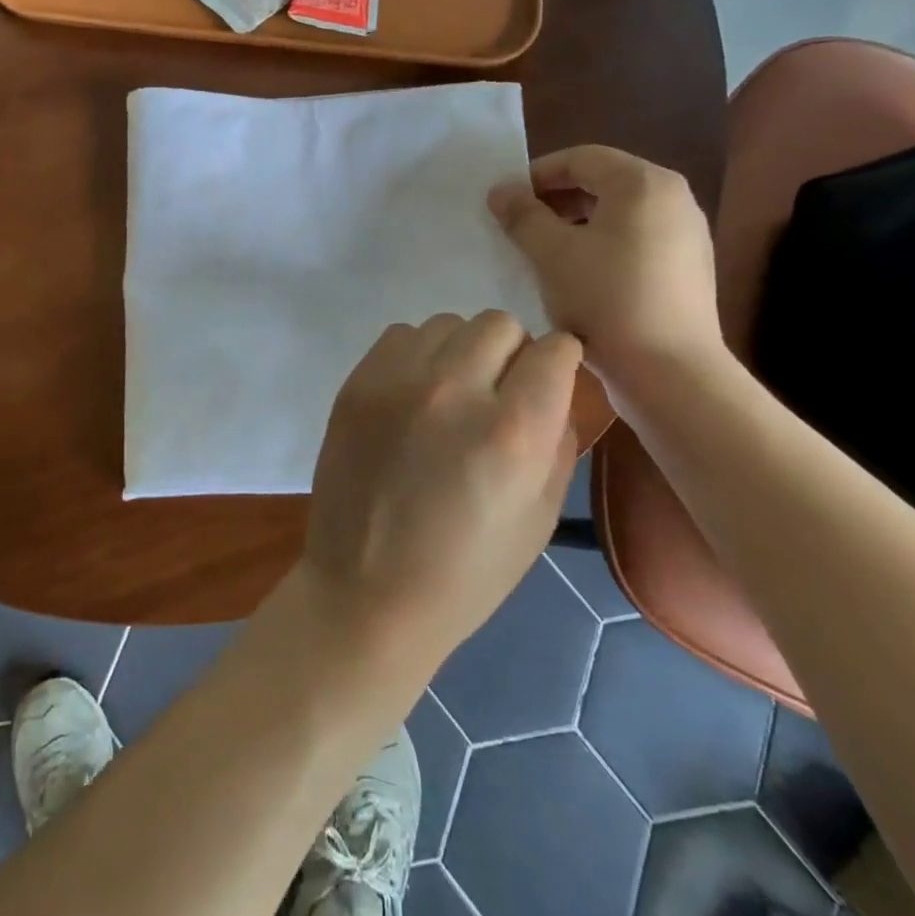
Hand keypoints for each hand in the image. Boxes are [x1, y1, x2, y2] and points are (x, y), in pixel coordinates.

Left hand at [302, 311, 580, 664]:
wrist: (368, 592)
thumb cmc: (467, 571)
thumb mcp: (541, 515)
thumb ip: (558, 436)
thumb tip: (554, 385)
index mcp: (513, 431)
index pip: (555, 348)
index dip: (558, 365)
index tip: (547, 385)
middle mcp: (455, 390)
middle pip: (500, 324)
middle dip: (512, 354)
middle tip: (497, 396)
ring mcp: (397, 381)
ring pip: (449, 323)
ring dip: (461, 352)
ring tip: (450, 398)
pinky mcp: (356, 383)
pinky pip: (401, 335)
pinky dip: (416, 356)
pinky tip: (411, 398)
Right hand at [487, 146, 724, 392]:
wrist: (670, 371)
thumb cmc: (606, 299)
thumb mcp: (551, 254)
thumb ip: (522, 216)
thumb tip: (501, 190)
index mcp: (644, 183)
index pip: (581, 157)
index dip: (537, 173)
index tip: (505, 200)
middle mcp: (674, 198)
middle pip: (604, 183)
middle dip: (556, 200)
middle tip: (519, 225)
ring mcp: (687, 236)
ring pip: (619, 216)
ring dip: (576, 225)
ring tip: (543, 253)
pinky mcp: (688, 270)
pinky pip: (636, 243)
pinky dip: (602, 247)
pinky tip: (578, 279)